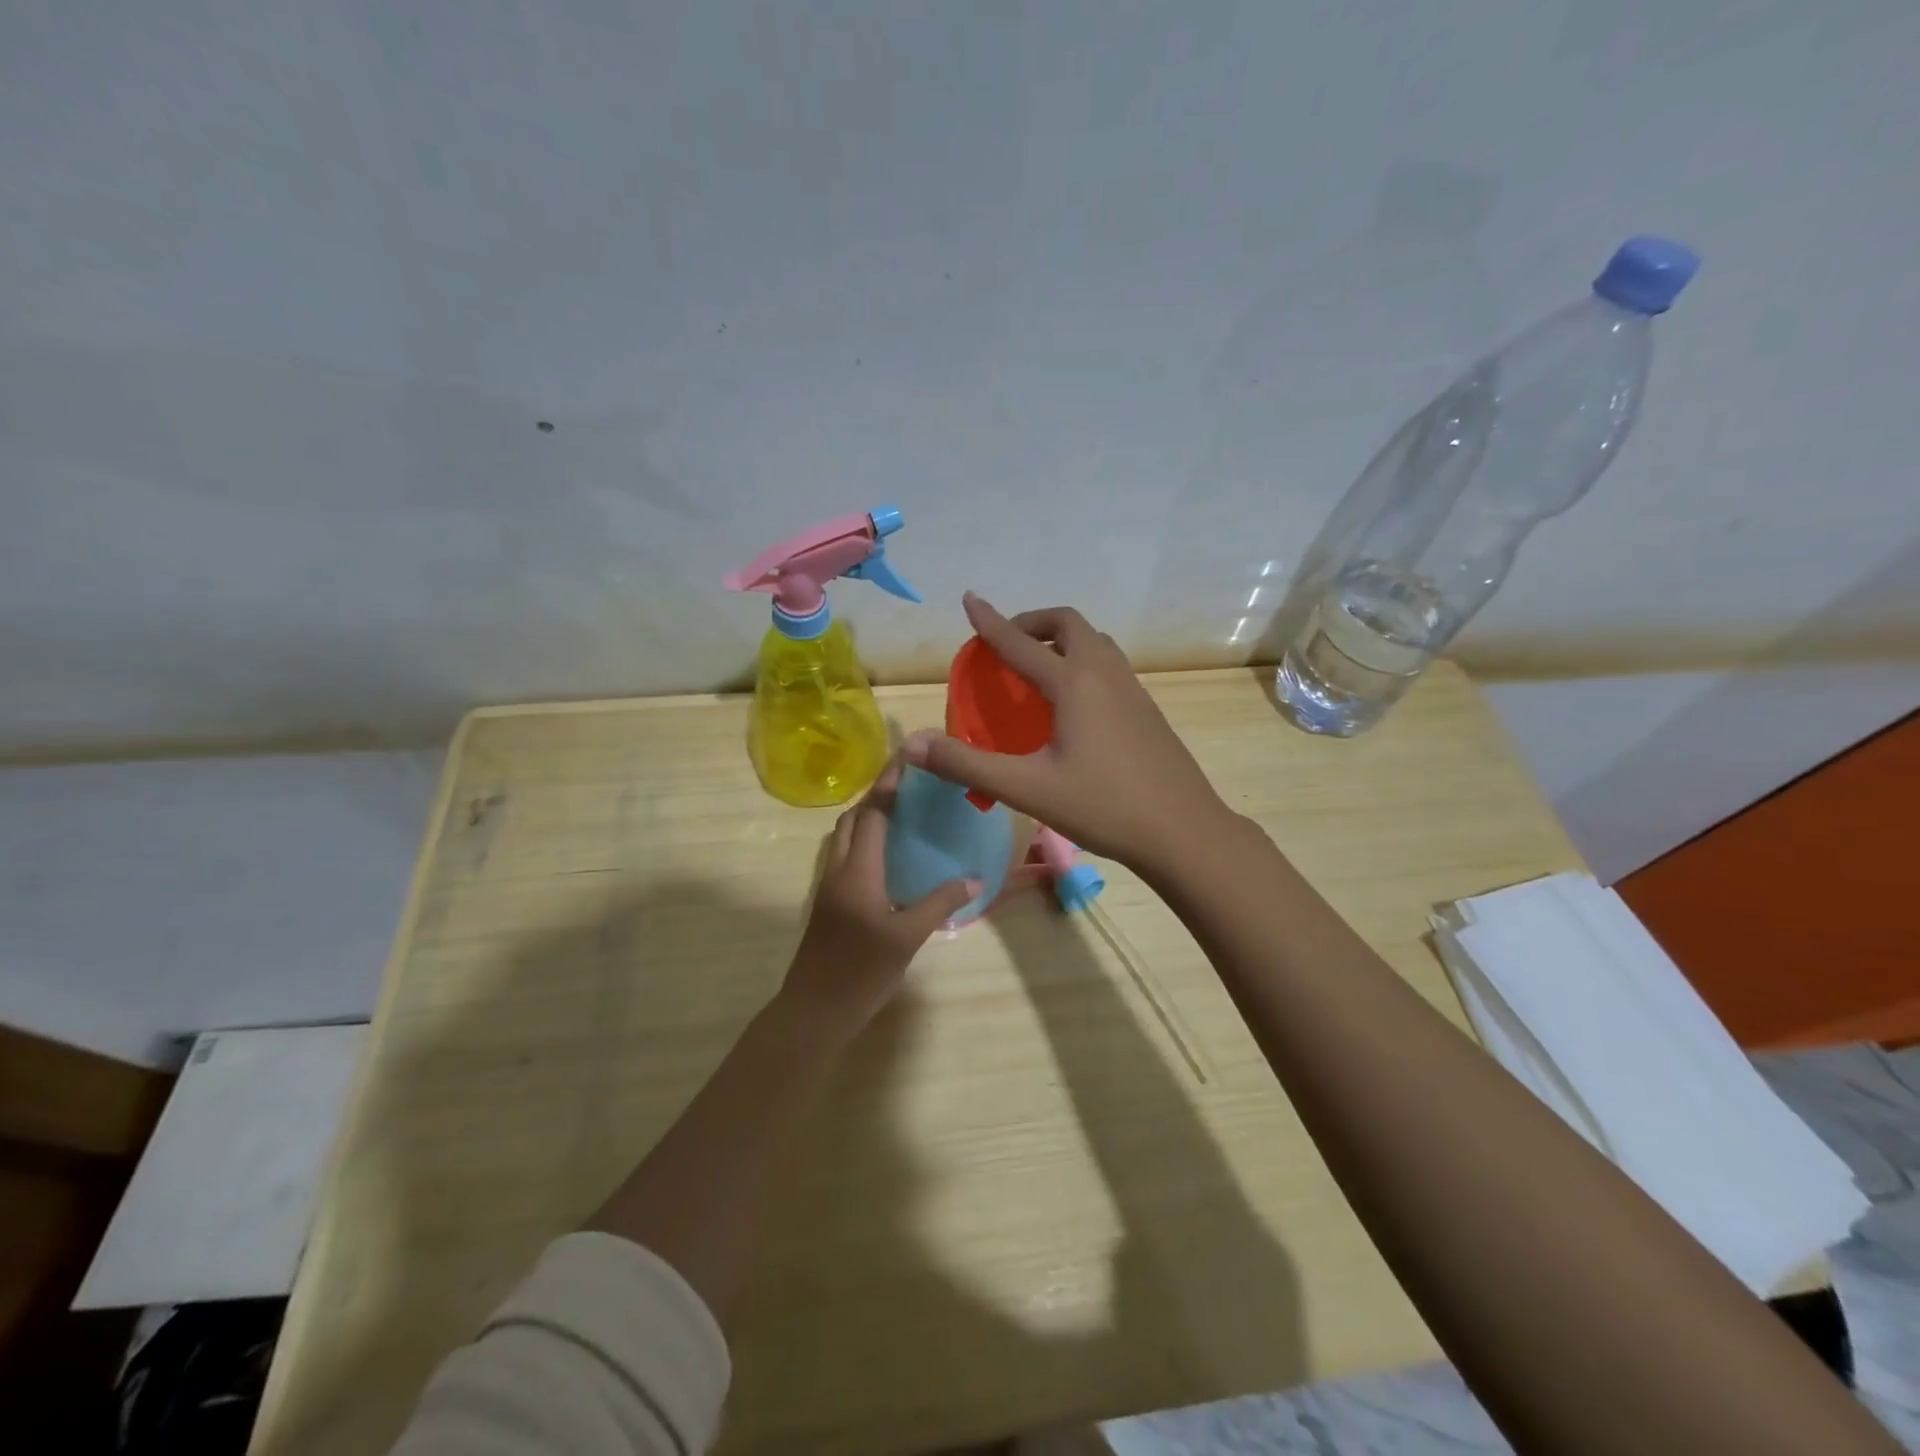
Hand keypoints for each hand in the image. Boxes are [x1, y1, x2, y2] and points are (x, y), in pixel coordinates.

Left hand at [780, 754, 976, 1039]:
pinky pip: (844, 857)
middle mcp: (838, 869)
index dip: (888, 785)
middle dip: (876, 797)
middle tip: (910, 788)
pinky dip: (863, 842)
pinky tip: (888, 858)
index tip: (906, 759)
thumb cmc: (861, 971)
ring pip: (844, 837)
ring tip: (902, 816)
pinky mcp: (828, 903)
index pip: (872, 813)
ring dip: (867, 818)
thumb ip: (940, 904)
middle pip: (853, 819)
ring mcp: (828, 886)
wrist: (814, 1010)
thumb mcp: (908, 937)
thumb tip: (974, 879)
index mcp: (858, 870)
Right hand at [905, 593, 1236, 872]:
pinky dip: (1083, 661)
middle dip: (1032, 623)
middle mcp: (1105, 674)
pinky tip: (1074, 703)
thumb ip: (966, 764)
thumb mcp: (1027, 788)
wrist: (1183, 831)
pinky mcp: (1147, 709)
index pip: (1021, 643)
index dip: (990, 622)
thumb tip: (910, 743)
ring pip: (1095, 642)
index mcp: (1074, 683)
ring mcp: (1132, 689)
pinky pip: (1109, 665)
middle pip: (1068, 625)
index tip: (970, 600)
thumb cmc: (1103, 807)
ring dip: (1062, 640)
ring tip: (1038, 667)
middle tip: (1006, 644)